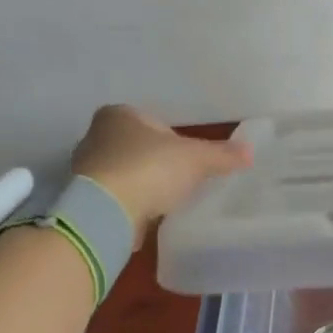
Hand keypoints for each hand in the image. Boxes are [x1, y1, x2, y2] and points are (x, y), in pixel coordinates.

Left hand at [71, 106, 251, 244]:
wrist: (104, 213)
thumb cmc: (150, 168)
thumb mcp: (196, 159)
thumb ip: (222, 154)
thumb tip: (249, 151)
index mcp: (118, 115)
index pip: (153, 122)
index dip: (174, 139)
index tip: (189, 158)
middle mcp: (95, 137)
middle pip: (136, 147)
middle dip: (157, 162)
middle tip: (181, 179)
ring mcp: (85, 171)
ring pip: (124, 173)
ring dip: (142, 185)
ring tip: (166, 201)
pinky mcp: (82, 201)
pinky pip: (114, 199)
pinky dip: (129, 206)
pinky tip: (146, 217)